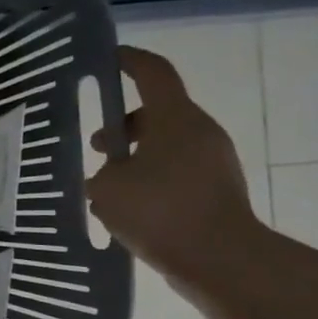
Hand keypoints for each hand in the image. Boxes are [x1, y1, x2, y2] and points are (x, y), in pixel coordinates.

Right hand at [85, 46, 262, 292]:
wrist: (222, 260)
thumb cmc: (160, 212)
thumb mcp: (108, 189)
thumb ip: (102, 174)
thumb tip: (111, 176)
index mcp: (175, 119)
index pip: (153, 73)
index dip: (129, 60)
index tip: (109, 57)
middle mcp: (200, 132)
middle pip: (157, 113)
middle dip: (123, 126)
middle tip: (95, 148)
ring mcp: (214, 162)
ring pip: (167, 145)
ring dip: (136, 157)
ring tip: (107, 188)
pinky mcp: (218, 190)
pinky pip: (177, 172)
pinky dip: (152, 180)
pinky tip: (130, 210)